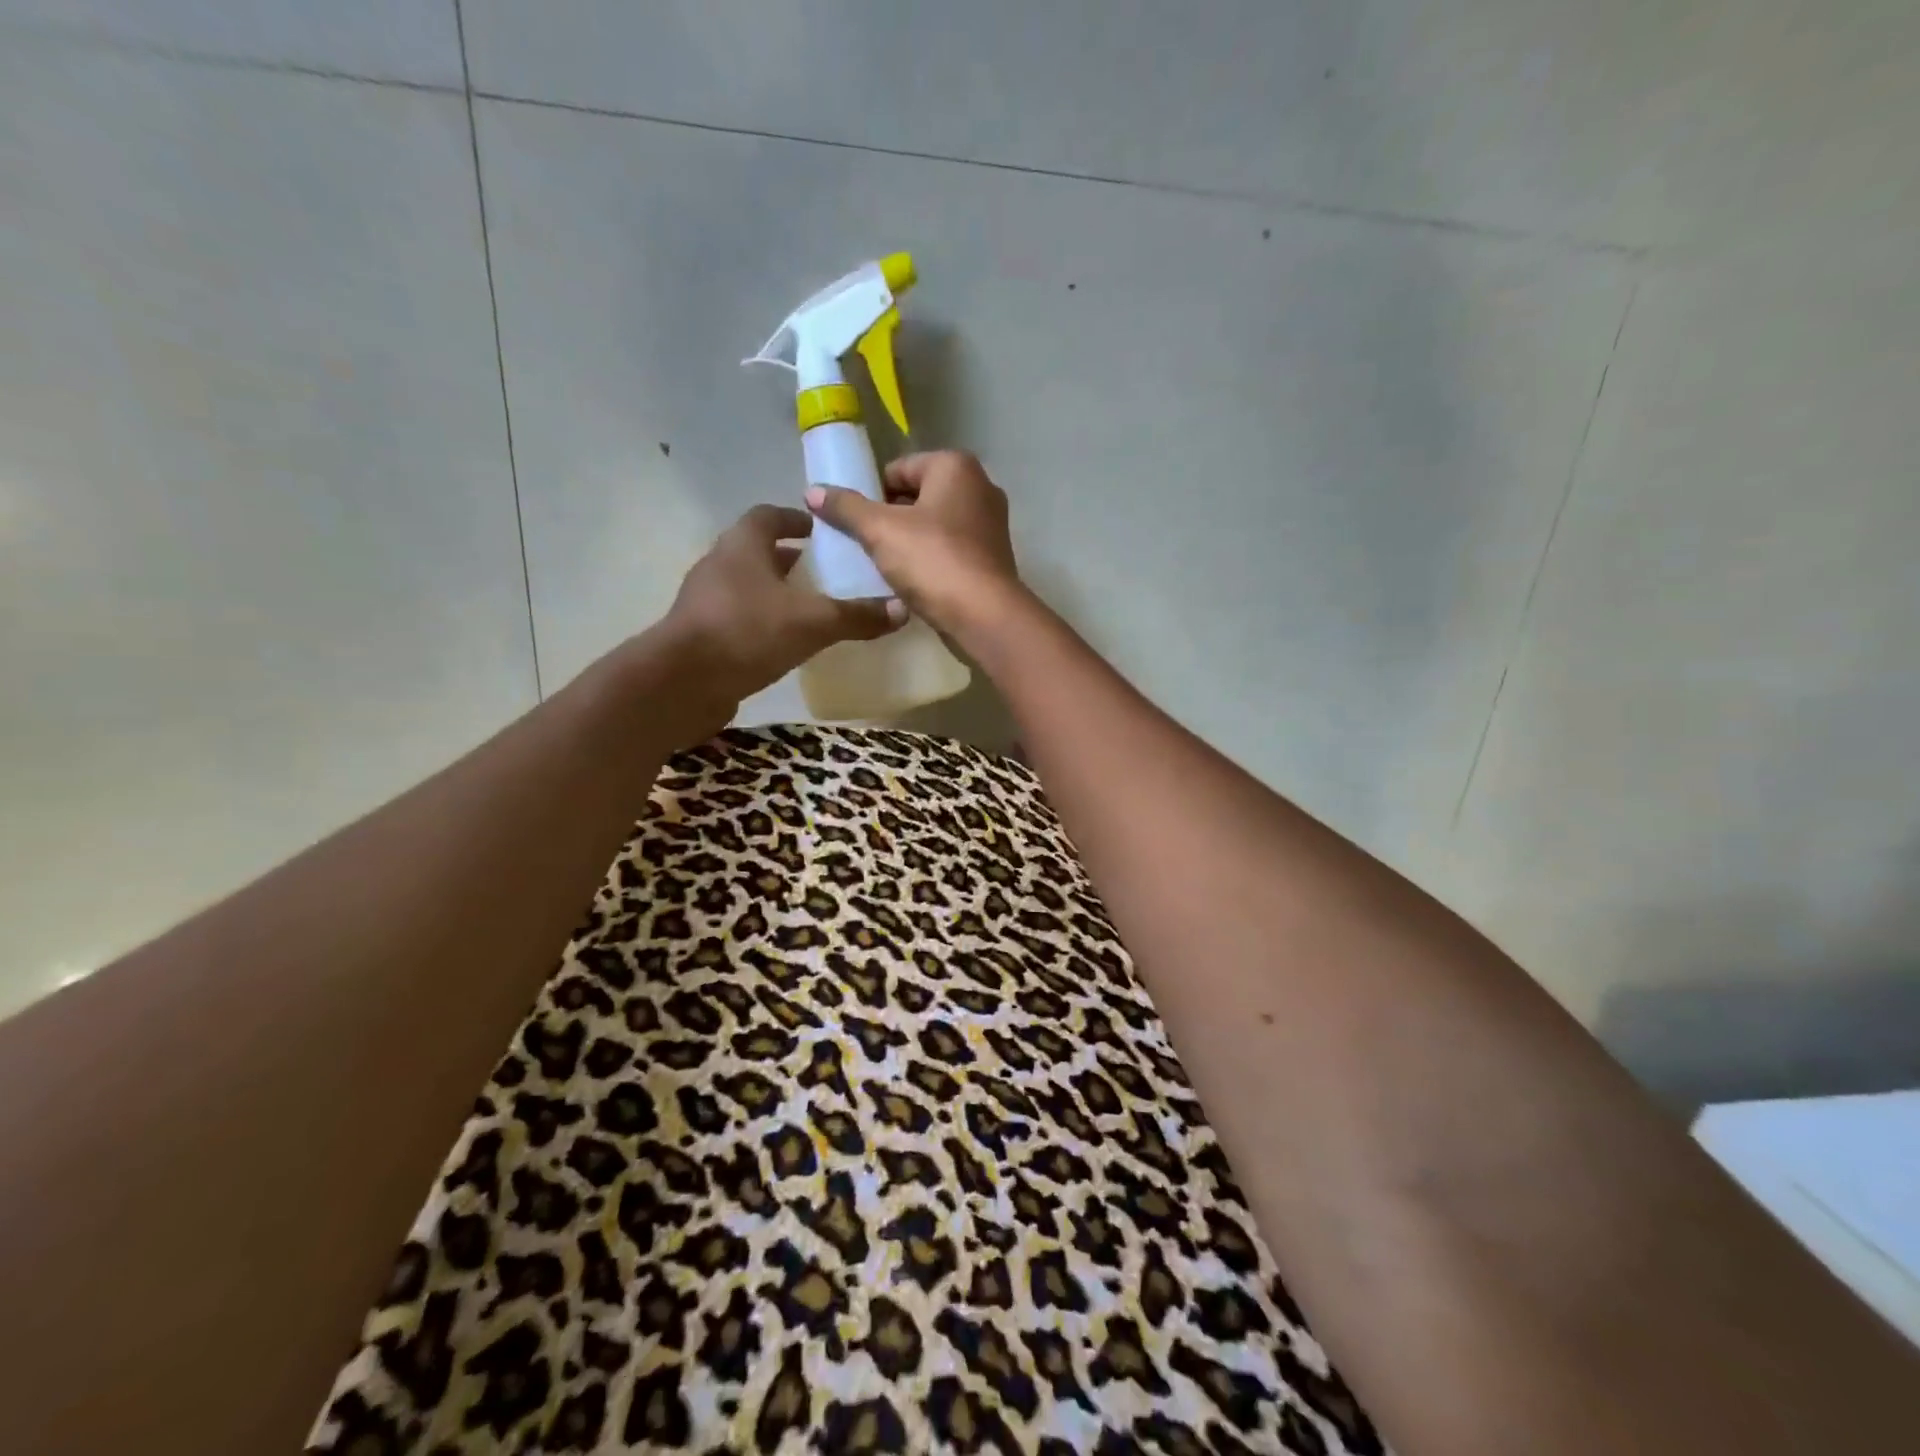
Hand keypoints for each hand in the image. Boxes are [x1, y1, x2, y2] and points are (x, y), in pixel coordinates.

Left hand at [658, 504, 903, 727]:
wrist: (682, 683)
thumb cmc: (748, 632)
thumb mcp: (813, 622)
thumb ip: (856, 615)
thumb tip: (902, 609)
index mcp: (743, 546)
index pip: (769, 516)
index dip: (796, 519)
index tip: (821, 531)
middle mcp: (720, 565)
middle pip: (757, 551)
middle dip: (790, 559)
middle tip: (824, 572)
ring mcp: (705, 601)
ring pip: (747, 586)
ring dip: (775, 592)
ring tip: (810, 609)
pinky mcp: (701, 634)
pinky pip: (738, 618)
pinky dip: (762, 622)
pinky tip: (785, 643)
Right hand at [805, 451, 1022, 639]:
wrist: (984, 615)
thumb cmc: (932, 560)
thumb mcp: (879, 530)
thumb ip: (846, 508)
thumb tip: (813, 491)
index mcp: (955, 466)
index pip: (899, 468)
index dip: (871, 493)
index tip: (853, 521)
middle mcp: (980, 487)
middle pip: (919, 496)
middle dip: (890, 517)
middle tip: (864, 544)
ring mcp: (991, 524)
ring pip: (935, 525)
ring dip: (909, 541)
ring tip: (883, 565)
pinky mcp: (992, 558)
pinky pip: (951, 550)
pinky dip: (931, 560)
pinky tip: (911, 581)